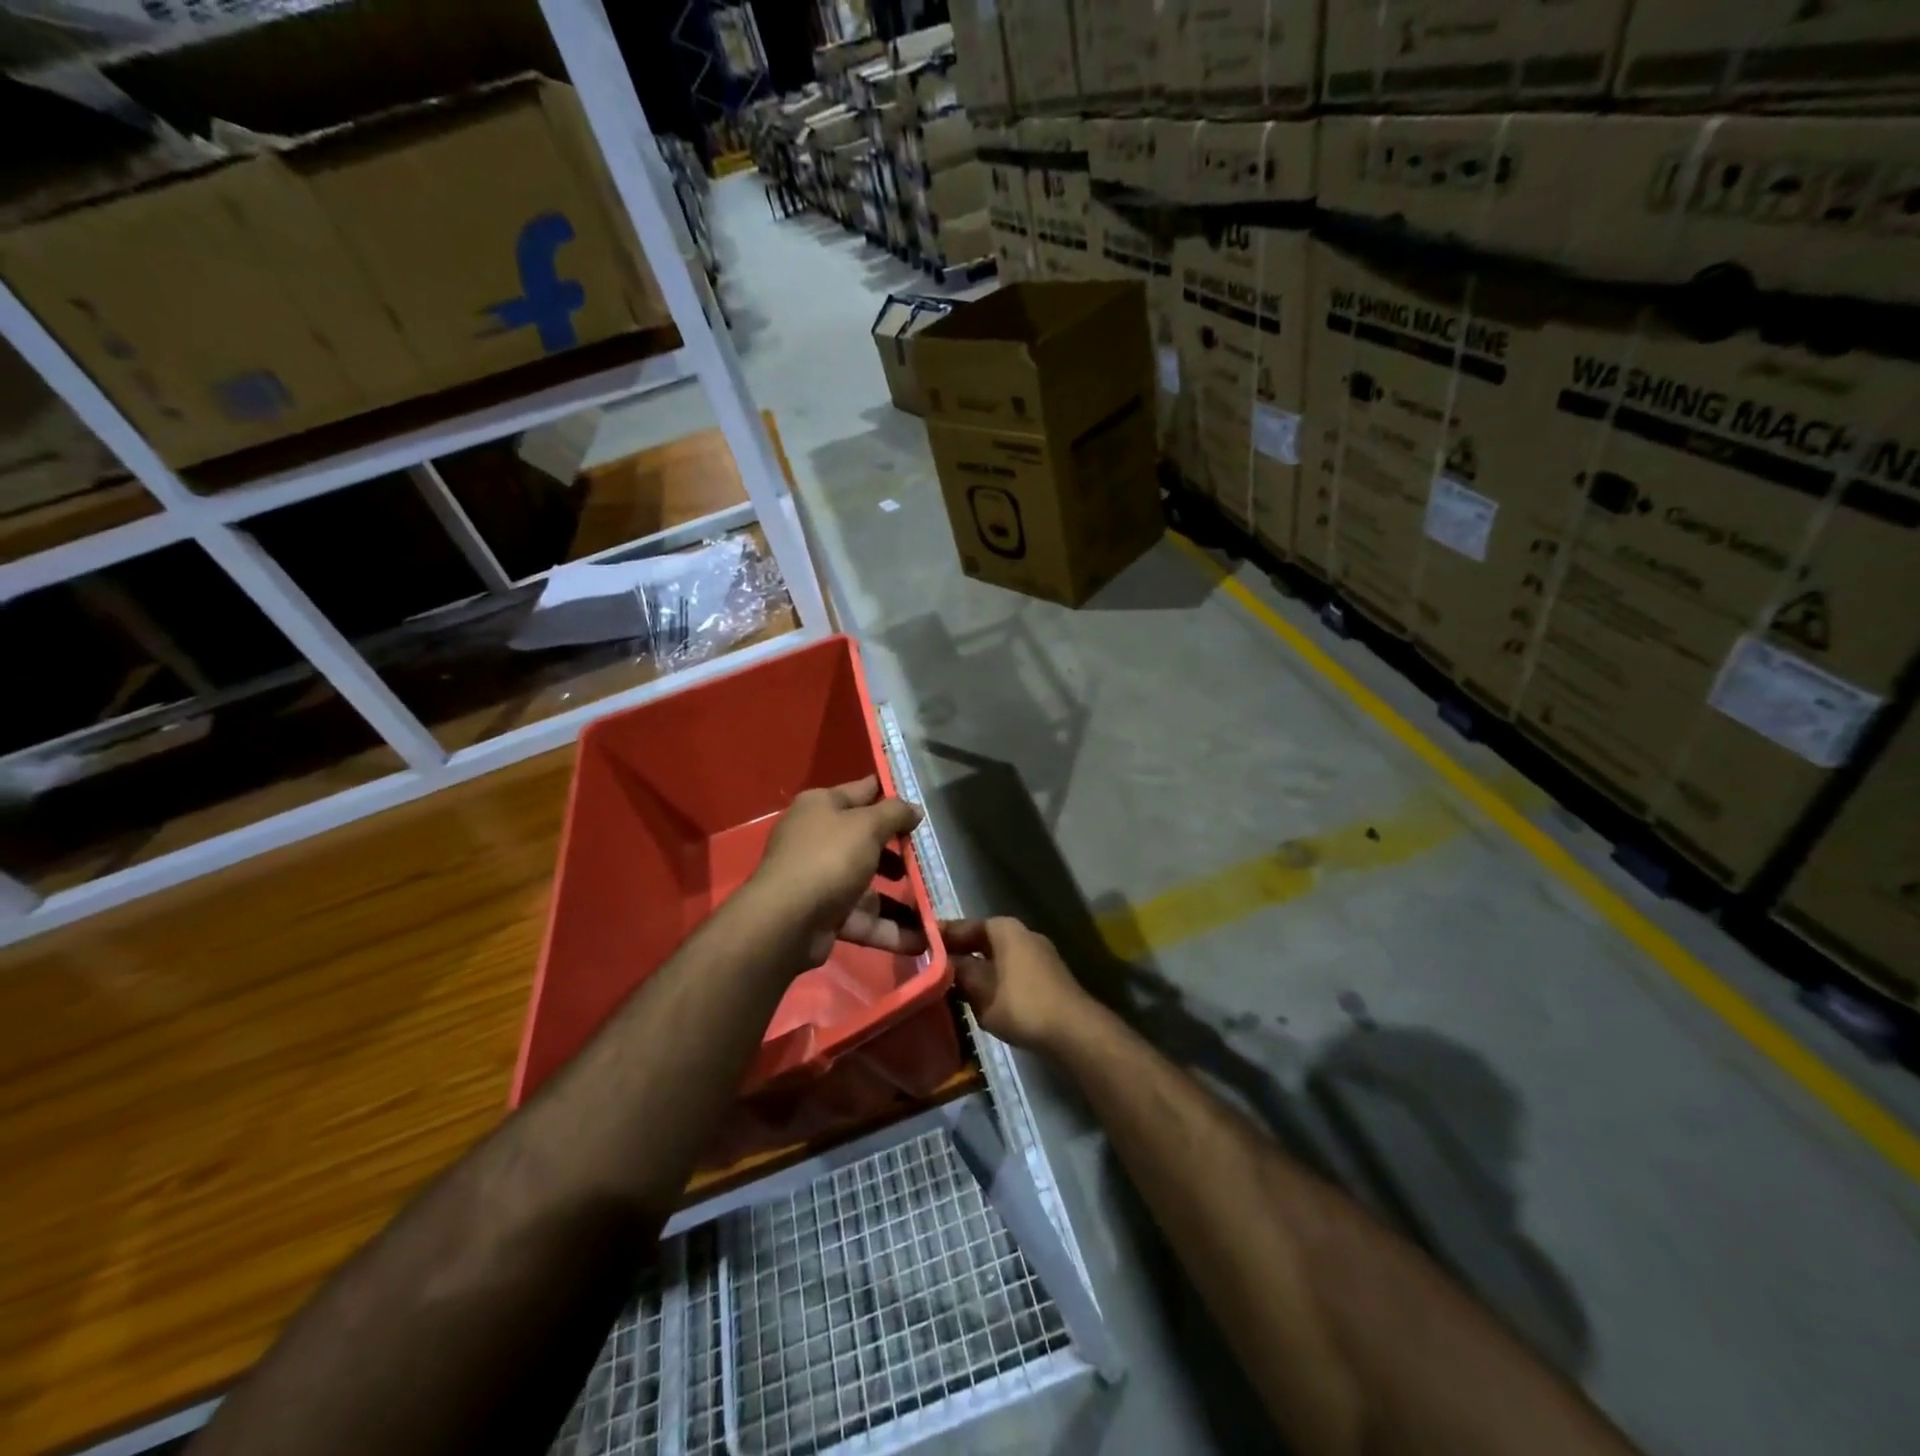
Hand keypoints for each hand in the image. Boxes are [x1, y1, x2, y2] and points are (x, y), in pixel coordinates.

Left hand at [751, 776, 925, 967]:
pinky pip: (864, 919)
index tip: (925, 801)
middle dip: (901, 852)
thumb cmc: (829, 858)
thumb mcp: (867, 826)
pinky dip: (890, 929)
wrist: (786, 922)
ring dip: (902, 898)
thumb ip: (896, 813)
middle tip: (931, 858)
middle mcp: (819, 838)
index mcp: (822, 806)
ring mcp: (821, 879)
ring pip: (869, 885)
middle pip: (868, 841)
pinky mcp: (826, 915)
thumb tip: (914, 810)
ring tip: (935, 904)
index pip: (864, 791)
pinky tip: (922, 939)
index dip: (893, 794)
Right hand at [945, 917, 1093, 1053]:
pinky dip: (994, 980)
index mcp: (1003, 928)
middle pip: (981, 940)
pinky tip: (983, 999)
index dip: (940, 937)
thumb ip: (959, 971)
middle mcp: (1022, 933)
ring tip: (953, 987)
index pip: (963, 926)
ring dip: (977, 970)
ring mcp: (1038, 953)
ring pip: (996, 958)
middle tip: (932, 969)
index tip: (918, 946)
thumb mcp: (980, 989)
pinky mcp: (1047, 975)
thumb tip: (943, 961)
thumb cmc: (1021, 1003)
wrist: (1073, 1029)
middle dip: (958, 954)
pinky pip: (1011, 971)